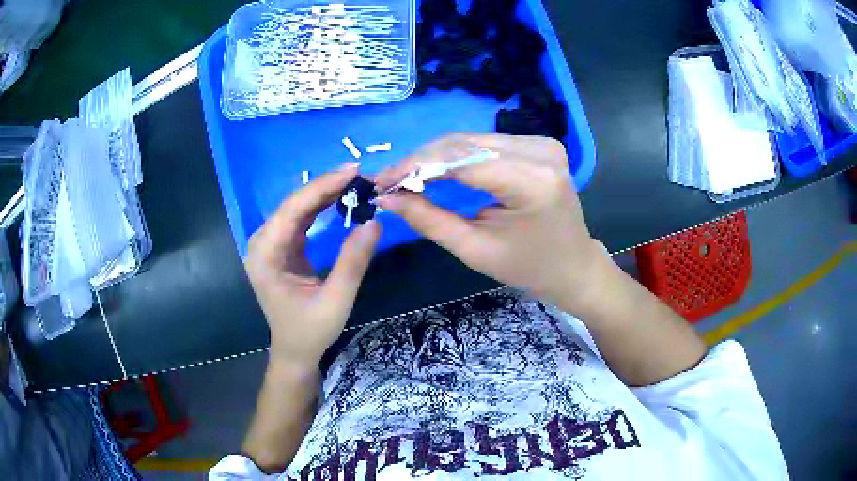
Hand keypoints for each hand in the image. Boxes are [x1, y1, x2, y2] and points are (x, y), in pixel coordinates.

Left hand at [245, 164, 380, 367]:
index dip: (322, 187)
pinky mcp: (282, 248)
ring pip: (297, 208)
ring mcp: (270, 245)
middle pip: (293, 204)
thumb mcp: (336, 300)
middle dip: (325, 186)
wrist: (295, 352)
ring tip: (354, 182)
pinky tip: (339, 197)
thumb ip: (353, 262)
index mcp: (266, 255)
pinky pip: (300, 219)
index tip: (353, 171)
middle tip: (360, 174)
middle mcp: (262, 244)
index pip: (292, 210)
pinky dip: (320, 207)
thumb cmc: (311, 332)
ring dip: (324, 194)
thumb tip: (375, 222)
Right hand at [375, 134, 608, 312]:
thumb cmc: (528, 267)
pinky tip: (436, 169)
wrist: (573, 264)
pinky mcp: (539, 144)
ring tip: (406, 176)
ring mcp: (542, 143)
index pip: (461, 161)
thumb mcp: (475, 250)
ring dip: (435, 156)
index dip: (416, 167)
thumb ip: (429, 220)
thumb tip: (387, 199)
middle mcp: (540, 152)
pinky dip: (456, 155)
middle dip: (421, 160)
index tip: (382, 182)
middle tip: (389, 180)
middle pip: (464, 143)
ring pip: (472, 139)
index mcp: (531, 182)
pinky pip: (486, 143)